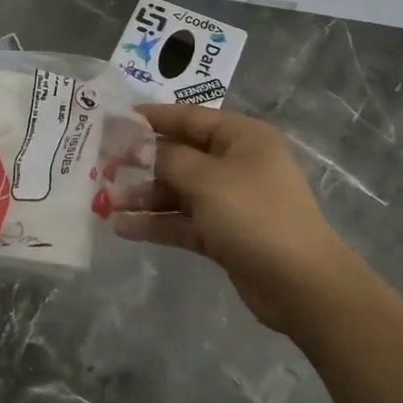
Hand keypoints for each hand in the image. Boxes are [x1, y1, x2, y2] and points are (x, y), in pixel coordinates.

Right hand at [112, 103, 362, 335]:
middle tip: (101, 166)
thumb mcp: (206, 179)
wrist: (300, 284)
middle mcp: (236, 163)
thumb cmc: (254, 215)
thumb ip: (167, 158)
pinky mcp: (223, 234)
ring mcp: (230, 200)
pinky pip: (182, 221)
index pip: (189, 118)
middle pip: (180, 155)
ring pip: (178, 191)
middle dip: (141, 163)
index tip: (114, 121)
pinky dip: (156, 223)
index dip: (151, 118)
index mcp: (241, 137)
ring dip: (144, 196)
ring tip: (105, 203)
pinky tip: (123, 228)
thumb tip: (140, 147)